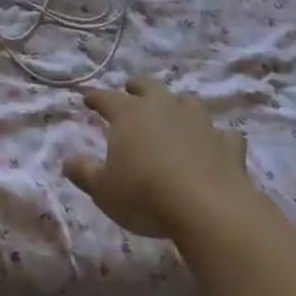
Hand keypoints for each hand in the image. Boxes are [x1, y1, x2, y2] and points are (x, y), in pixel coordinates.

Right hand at [65, 77, 254, 239]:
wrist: (208, 208)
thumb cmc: (145, 195)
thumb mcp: (103, 190)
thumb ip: (84, 172)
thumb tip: (67, 160)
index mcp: (129, 114)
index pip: (107, 98)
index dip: (95, 98)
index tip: (87, 99)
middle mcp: (163, 108)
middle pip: (149, 87)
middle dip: (138, 87)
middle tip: (131, 88)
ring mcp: (199, 124)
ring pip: (188, 103)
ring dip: (180, 105)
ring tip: (175, 113)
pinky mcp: (227, 145)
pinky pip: (223, 135)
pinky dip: (217, 138)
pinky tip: (216, 145)